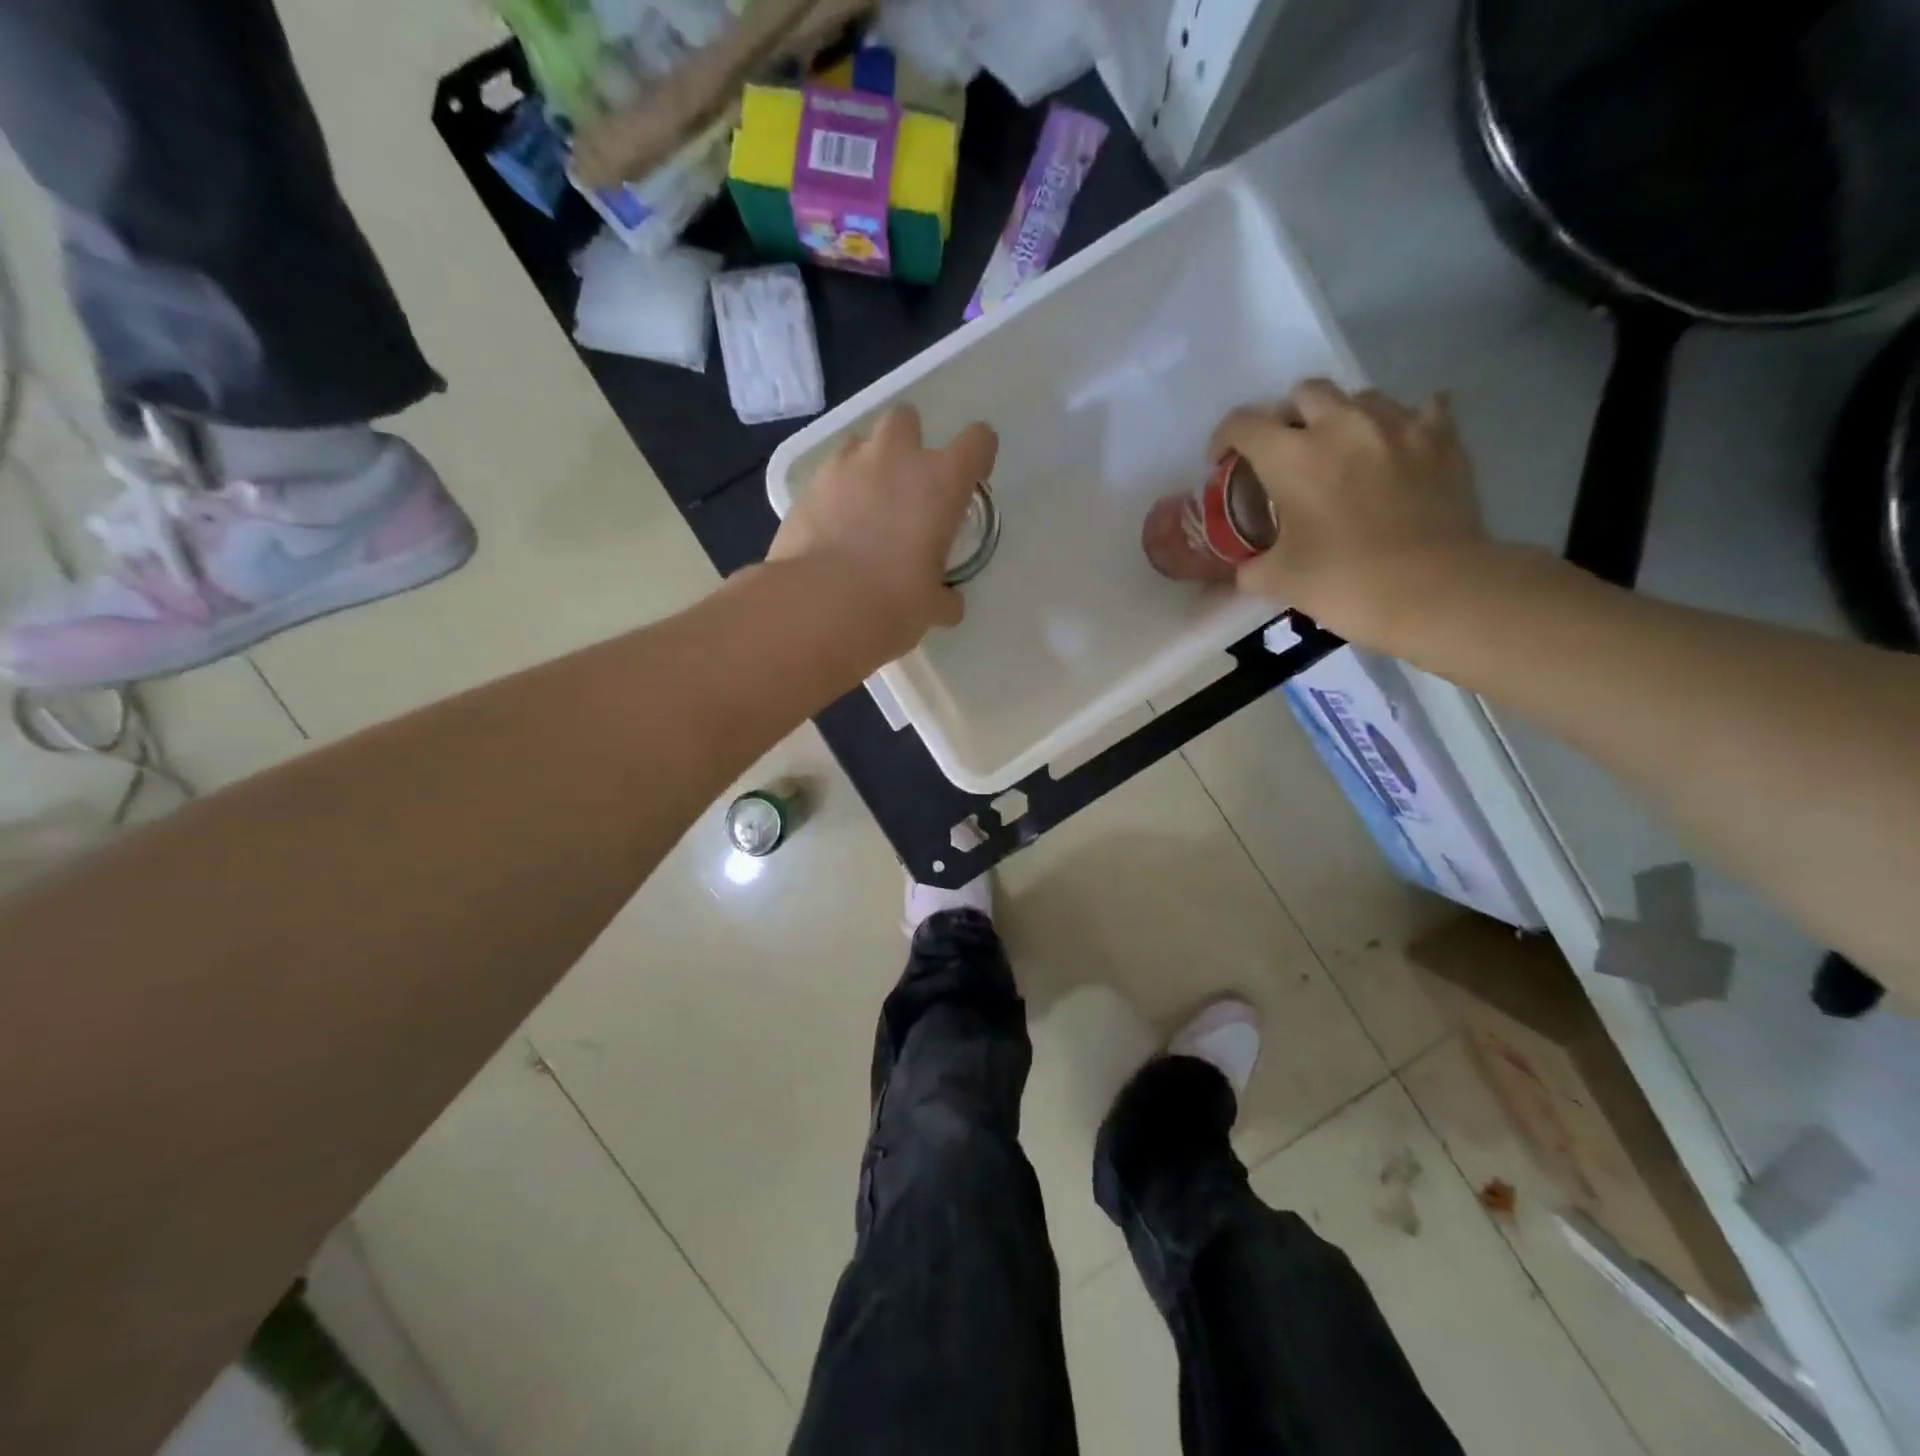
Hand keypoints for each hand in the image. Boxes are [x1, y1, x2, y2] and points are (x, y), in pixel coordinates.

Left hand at [768, 405, 996, 658]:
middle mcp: (894, 459)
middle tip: (907, 484)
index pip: (976, 441)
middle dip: (909, 441)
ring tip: (865, 505)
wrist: (817, 606)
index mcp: (939, 483)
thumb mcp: (931, 607)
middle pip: (906, 419)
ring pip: (860, 442)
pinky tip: (833, 528)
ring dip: (867, 464)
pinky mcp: (807, 487)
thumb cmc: (892, 603)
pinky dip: (835, 494)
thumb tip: (949, 604)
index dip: (977, 455)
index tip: (971, 479)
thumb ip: (945, 598)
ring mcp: (844, 466)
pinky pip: (828, 476)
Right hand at [1213, 379, 1485, 643]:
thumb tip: (1244, 568)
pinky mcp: (1442, 438)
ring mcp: (1397, 424)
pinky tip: (1399, 443)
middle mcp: (1341, 424)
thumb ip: (1250, 567)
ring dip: (1342, 417)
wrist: (1433, 589)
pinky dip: (1404, 422)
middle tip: (1286, 452)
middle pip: (1304, 392)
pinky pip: (1422, 408)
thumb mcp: (1278, 580)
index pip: (1243, 424)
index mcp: (1291, 456)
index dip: (1224, 439)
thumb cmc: (1343, 581)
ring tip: (1342, 451)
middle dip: (1287, 417)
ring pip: (1360, 396)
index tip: (1223, 462)